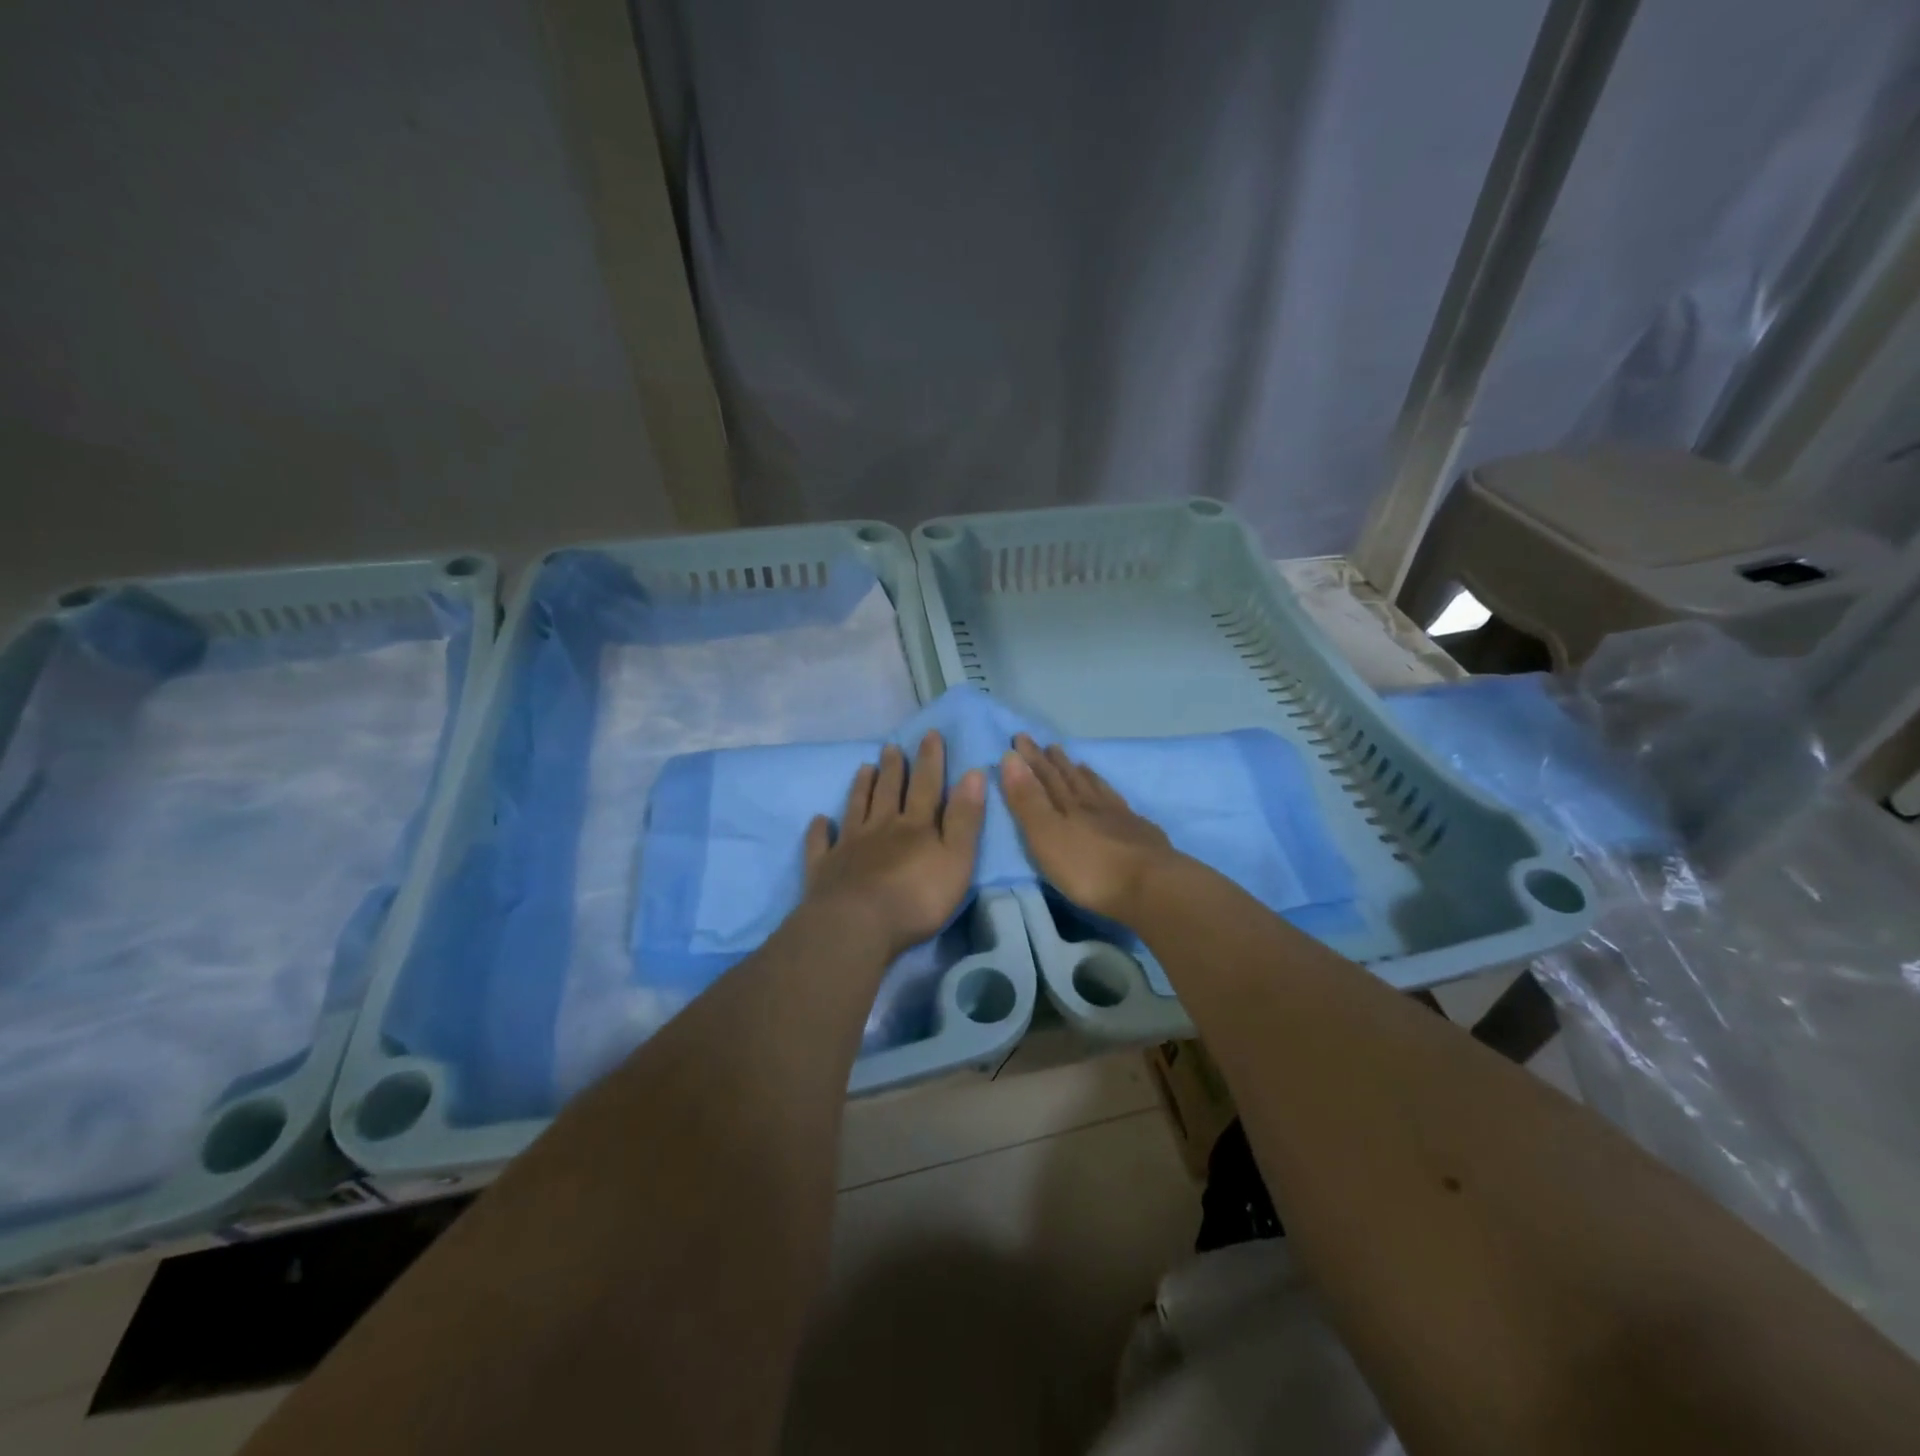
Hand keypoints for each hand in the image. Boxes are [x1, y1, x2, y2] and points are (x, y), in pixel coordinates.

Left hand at [803, 731, 986, 957]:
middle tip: (890, 746)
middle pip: (888, 792)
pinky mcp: (825, 868)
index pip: (927, 786)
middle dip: (893, 768)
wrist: (857, 926)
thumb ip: (965, 818)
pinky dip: (820, 830)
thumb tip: (973, 773)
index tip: (930, 734)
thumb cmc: (917, 898)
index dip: (930, 760)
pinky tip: (820, 820)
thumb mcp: (957, 859)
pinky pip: (821, 843)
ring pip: (856, 808)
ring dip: (861, 787)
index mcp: (916, 826)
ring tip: (864, 767)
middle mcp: (881, 827)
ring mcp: (849, 846)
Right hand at [999, 735, 1179, 922]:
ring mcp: (1121, 819)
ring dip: (1086, 776)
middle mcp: (1094, 805)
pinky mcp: (1142, 835)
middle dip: (1057, 763)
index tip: (1021, 738)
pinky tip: (1117, 801)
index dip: (1031, 758)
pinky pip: (1123, 808)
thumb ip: (1027, 799)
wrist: (1151, 887)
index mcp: (1068, 806)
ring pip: (1099, 791)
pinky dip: (1114, 798)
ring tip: (1080, 764)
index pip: (1045, 776)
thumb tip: (1010, 757)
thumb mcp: (1046, 835)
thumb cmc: (1088, 867)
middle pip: (1072, 779)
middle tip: (1050, 745)